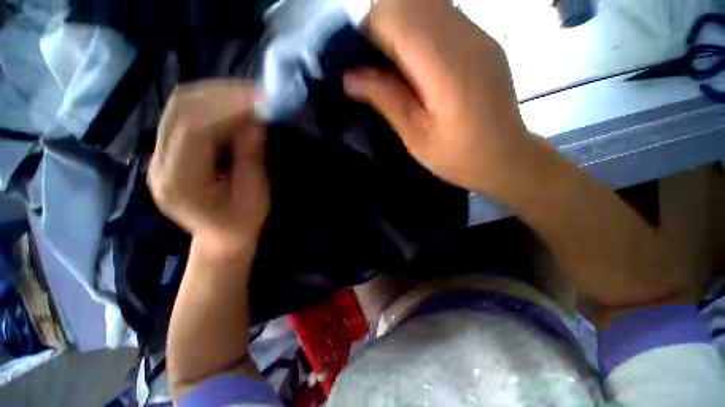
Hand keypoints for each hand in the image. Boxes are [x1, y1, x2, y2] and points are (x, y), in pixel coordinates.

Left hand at [148, 80, 269, 256]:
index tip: (261, 101)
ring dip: (216, 94)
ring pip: (178, 106)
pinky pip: (184, 115)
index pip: (194, 130)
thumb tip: (256, 122)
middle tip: (256, 92)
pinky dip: (211, 104)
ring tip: (247, 94)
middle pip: (179, 110)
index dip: (228, 109)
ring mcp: (159, 155)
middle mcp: (159, 165)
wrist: (220, 238)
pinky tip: (233, 105)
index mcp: (180, 184)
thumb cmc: (241, 223)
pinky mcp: (167, 150)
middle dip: (221, 94)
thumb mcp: (255, 195)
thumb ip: (251, 158)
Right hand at [344, 0, 528, 194]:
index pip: (397, 16)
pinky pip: (441, 17)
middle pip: (409, 1)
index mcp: (447, 68)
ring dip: (399, 27)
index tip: (359, 63)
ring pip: (425, 4)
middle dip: (381, 25)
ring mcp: (479, 34)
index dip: (368, 31)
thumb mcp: (416, 137)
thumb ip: (386, 100)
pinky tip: (417, 65)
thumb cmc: (458, 157)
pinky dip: (418, 32)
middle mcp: (466, 37)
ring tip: (394, 67)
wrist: (506, 158)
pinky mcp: (482, 39)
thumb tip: (349, 78)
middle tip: (375, 65)